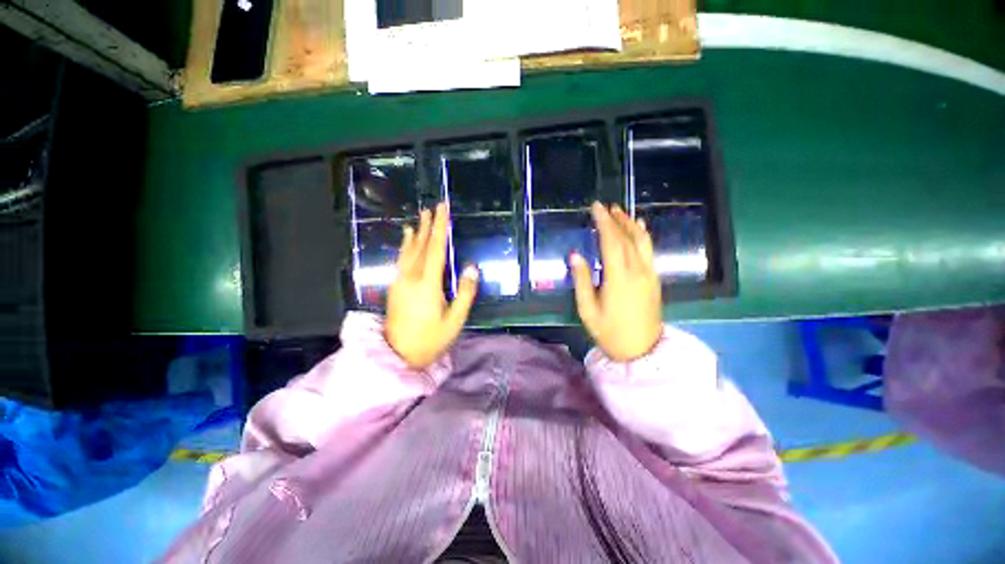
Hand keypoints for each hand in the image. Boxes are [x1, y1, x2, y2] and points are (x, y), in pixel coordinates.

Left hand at [386, 203, 478, 368]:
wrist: (396, 355)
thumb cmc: (431, 340)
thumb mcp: (455, 320)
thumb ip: (465, 293)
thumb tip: (472, 268)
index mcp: (428, 284)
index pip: (436, 249)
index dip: (440, 228)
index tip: (442, 210)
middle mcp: (411, 278)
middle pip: (420, 246)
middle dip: (427, 226)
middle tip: (431, 208)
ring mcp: (400, 282)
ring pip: (407, 252)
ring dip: (414, 235)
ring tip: (417, 220)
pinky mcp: (394, 288)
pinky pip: (401, 261)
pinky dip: (405, 248)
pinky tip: (406, 243)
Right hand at [570, 203, 662, 361]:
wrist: (642, 350)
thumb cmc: (610, 332)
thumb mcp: (588, 309)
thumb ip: (581, 280)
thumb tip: (575, 255)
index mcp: (619, 278)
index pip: (611, 242)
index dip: (603, 223)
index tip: (596, 208)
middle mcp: (637, 271)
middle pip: (627, 238)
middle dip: (616, 220)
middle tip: (605, 206)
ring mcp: (649, 274)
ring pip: (642, 242)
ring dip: (631, 224)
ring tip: (620, 212)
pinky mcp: (654, 279)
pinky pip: (650, 251)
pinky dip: (643, 236)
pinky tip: (639, 229)